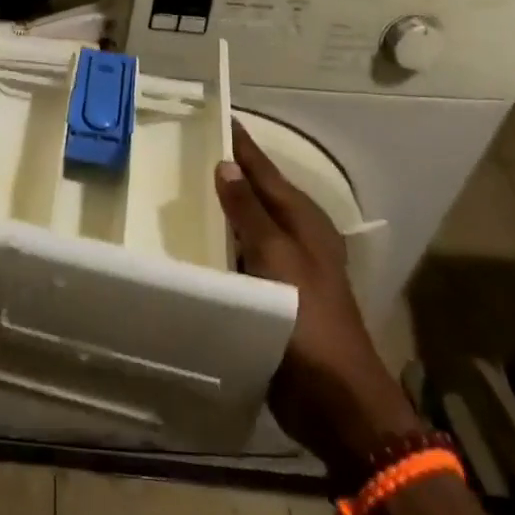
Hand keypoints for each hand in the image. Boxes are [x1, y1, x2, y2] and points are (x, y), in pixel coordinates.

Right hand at [216, 125, 419, 471]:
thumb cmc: (308, 319)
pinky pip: (240, 256)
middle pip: (255, 193)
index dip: (239, 143)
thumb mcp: (277, 257)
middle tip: (184, 147)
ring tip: (179, 186)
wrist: (335, 401)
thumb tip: (226, 165)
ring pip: (246, 225)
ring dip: (220, 208)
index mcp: (304, 219)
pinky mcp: (272, 295)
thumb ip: (249, 211)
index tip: (212, 114)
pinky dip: (219, 244)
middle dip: (226, 171)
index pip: (264, 169)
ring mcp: (285, 267)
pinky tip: (192, 241)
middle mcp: (296, 236)